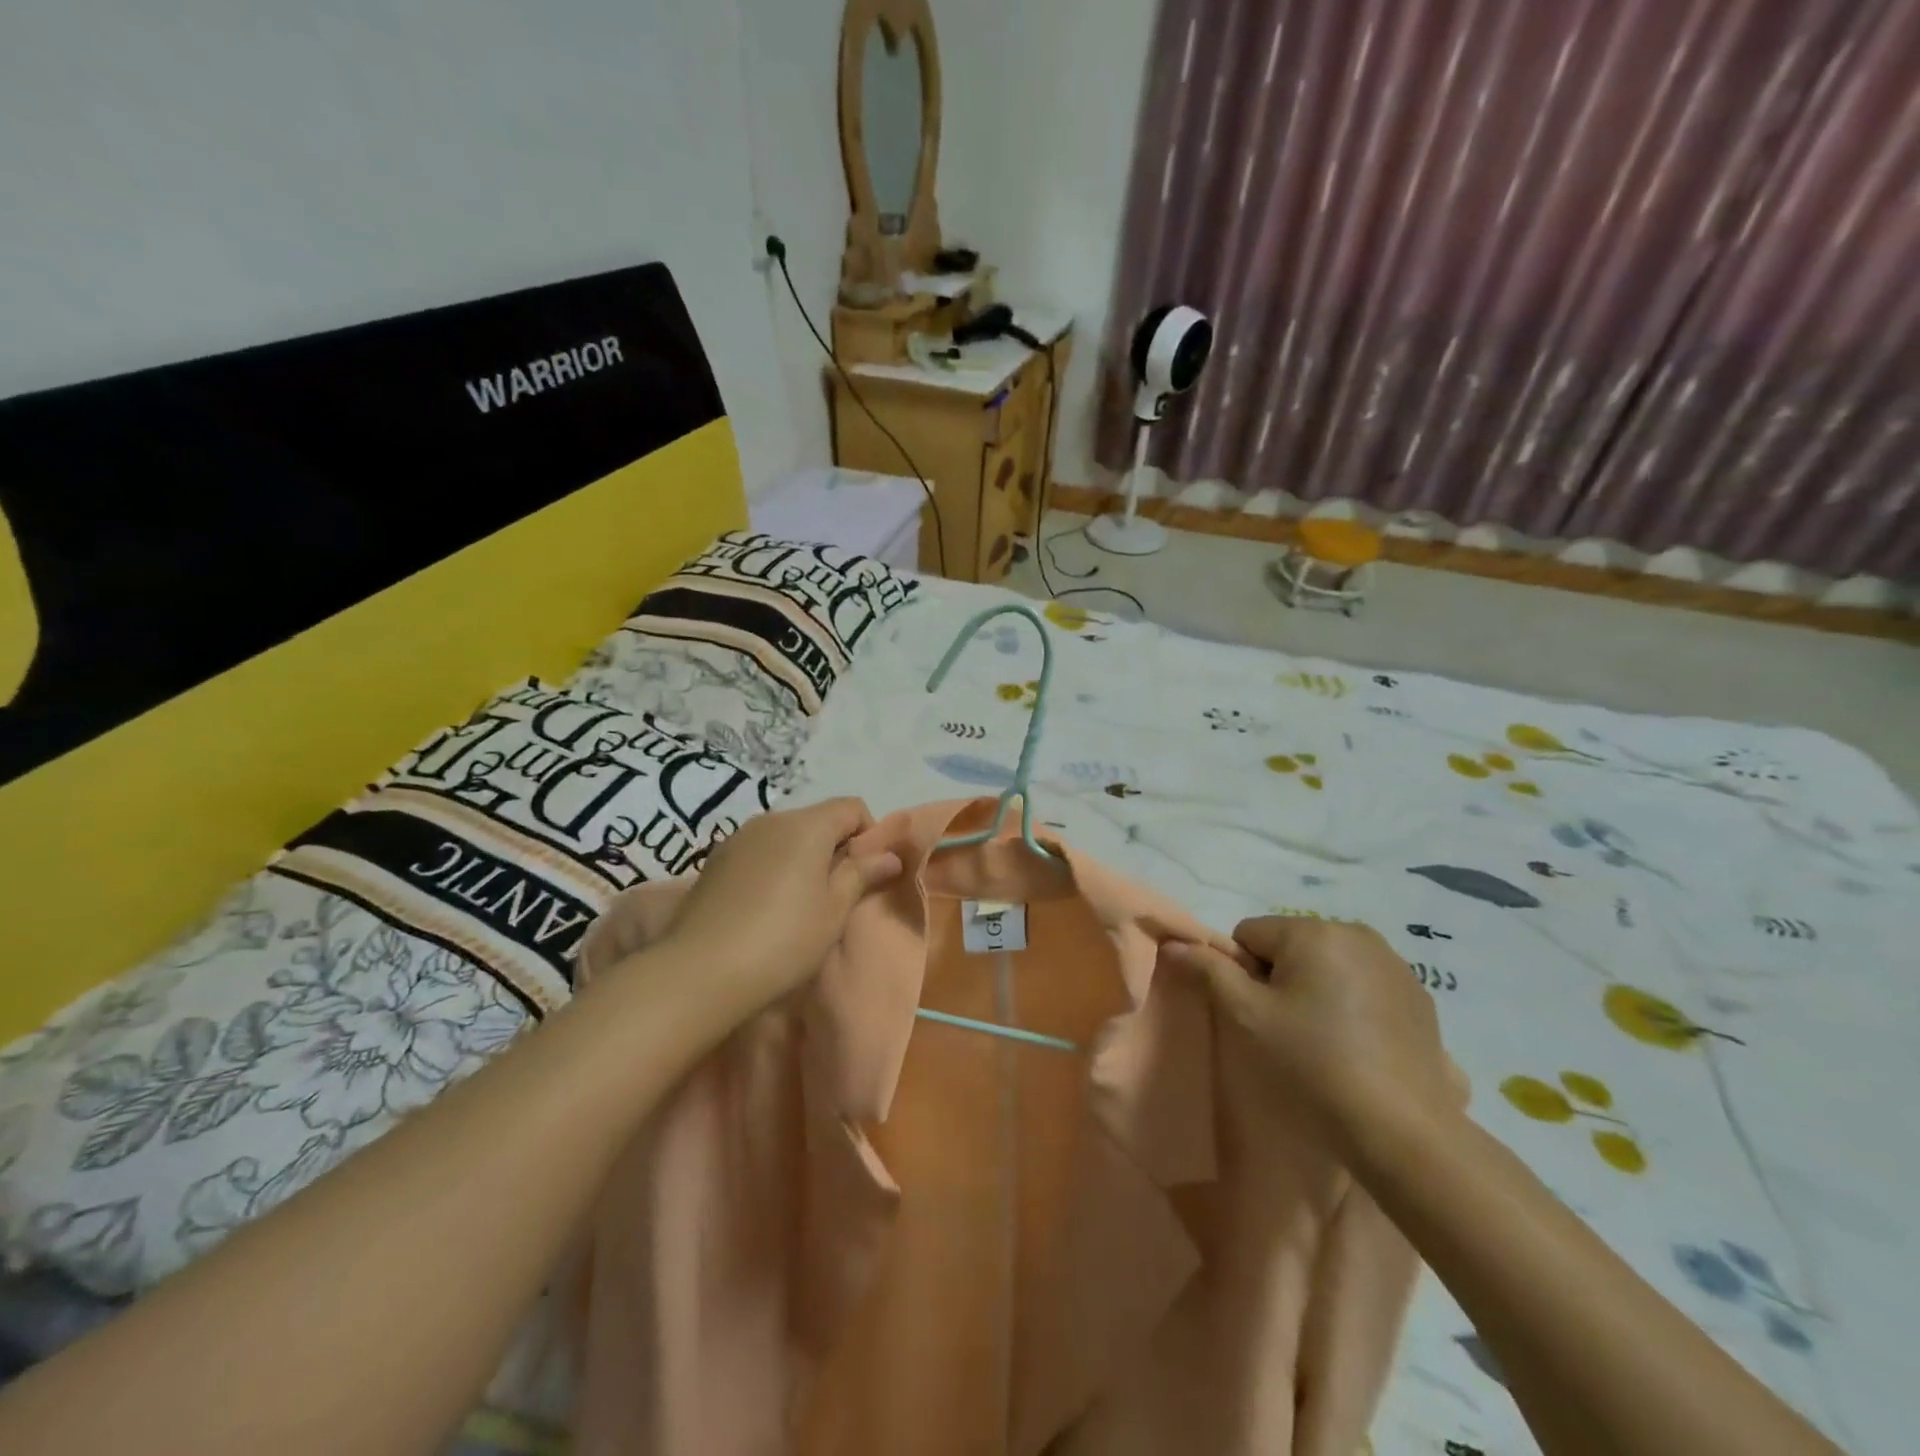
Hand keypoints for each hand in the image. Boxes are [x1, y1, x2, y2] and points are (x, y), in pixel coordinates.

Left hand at [660, 798, 902, 1014]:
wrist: (699, 972)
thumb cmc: (784, 938)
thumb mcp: (834, 910)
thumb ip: (862, 874)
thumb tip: (889, 856)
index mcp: (807, 825)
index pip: (852, 807)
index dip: (869, 834)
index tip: (868, 873)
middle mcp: (771, 820)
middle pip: (817, 820)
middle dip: (835, 848)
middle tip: (838, 894)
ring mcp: (738, 838)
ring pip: (786, 837)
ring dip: (802, 859)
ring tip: (800, 904)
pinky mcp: (714, 862)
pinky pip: (758, 853)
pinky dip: (773, 869)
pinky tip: (765, 908)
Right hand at [1163, 917, 1460, 1150]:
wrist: (1402, 1130)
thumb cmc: (1313, 1063)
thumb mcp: (1249, 1016)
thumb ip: (1209, 971)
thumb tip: (1176, 943)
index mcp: (1313, 931)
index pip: (1250, 934)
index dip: (1242, 972)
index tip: (1258, 1014)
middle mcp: (1357, 933)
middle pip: (1291, 945)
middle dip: (1279, 978)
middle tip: (1286, 1030)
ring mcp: (1394, 964)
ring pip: (1328, 964)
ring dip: (1315, 989)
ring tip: (1323, 1040)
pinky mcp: (1419, 996)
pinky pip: (1363, 984)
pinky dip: (1351, 1004)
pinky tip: (1357, 1046)